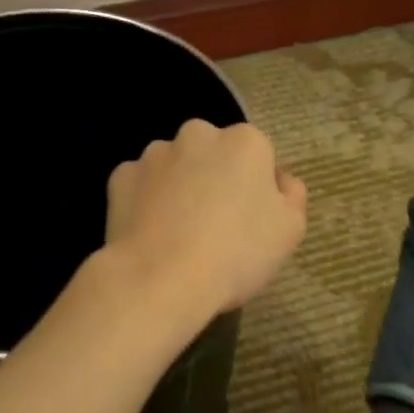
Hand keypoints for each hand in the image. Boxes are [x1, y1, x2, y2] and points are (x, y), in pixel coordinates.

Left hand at [104, 119, 307, 325]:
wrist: (161, 278)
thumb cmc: (236, 253)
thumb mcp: (288, 231)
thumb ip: (291, 195)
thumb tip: (280, 178)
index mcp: (244, 142)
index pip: (256, 153)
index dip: (255, 185)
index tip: (250, 218)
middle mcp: (197, 134)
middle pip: (211, 151)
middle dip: (213, 175)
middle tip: (214, 222)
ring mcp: (154, 153)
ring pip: (173, 164)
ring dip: (177, 185)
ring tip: (178, 231)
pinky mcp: (121, 175)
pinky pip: (140, 183)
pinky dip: (144, 200)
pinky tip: (150, 231)